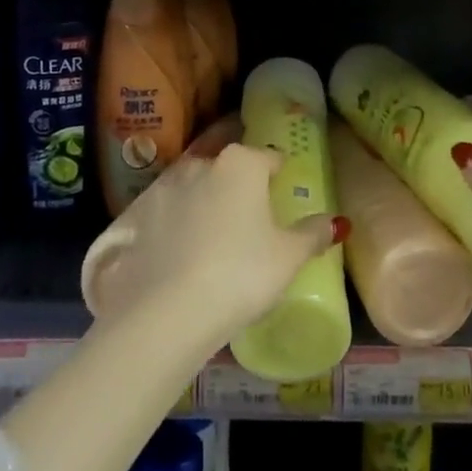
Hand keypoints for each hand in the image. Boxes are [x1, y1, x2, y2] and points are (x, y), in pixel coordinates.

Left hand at [81, 135, 341, 341]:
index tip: (281, 190)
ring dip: (202, 201)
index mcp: (241, 164)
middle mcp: (200, 164)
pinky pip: (164, 214)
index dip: (277, 173)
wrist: (165, 312)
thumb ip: (312, 234)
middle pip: (227, 167)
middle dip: (238, 184)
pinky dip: (172, 225)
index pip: (268, 157)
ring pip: (192, 187)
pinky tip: (178, 252)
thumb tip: (337, 222)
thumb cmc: (240, 274)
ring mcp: (163, 188)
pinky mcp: (135, 216)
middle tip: (248, 216)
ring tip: (212, 235)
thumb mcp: (288, 258)